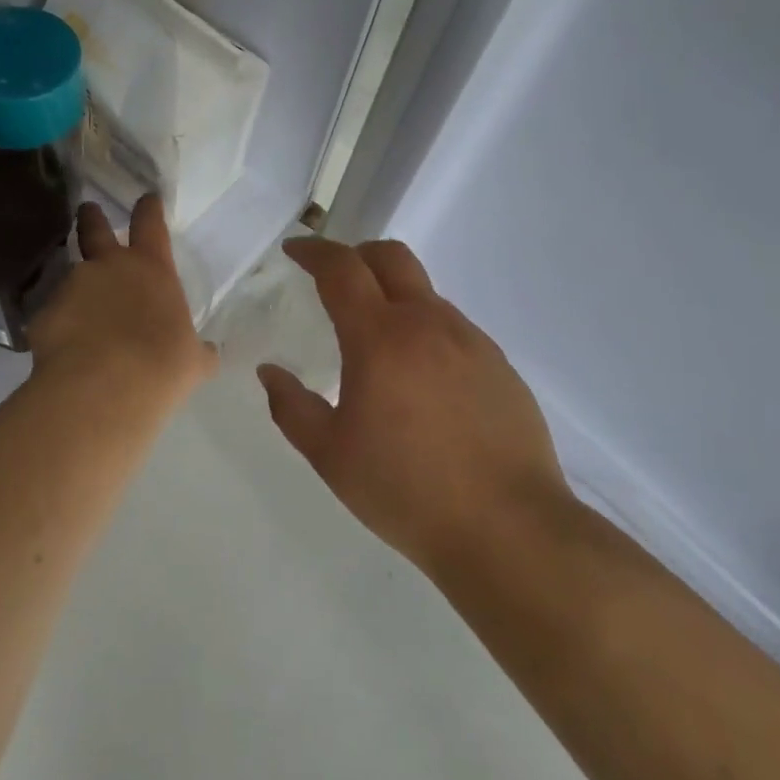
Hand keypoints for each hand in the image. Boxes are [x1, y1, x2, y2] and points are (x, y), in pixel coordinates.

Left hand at [29, 196, 217, 411]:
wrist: (103, 387)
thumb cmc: (161, 366)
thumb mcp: (191, 361)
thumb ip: (198, 352)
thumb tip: (207, 354)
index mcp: (151, 269)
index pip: (150, 223)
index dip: (148, 208)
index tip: (146, 199)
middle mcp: (108, 266)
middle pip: (94, 227)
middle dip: (91, 217)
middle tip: (87, 211)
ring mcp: (72, 286)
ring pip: (71, 274)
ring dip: (77, 287)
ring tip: (80, 312)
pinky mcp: (44, 313)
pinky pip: (53, 315)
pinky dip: (60, 325)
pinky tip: (65, 349)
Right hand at [258, 237, 569, 573]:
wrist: (509, 530)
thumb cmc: (406, 491)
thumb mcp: (330, 455)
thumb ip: (291, 407)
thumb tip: (270, 372)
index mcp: (380, 338)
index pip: (342, 269)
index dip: (313, 251)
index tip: (294, 250)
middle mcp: (428, 324)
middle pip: (391, 256)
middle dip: (356, 254)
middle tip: (334, 278)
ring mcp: (471, 341)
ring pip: (424, 293)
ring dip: (392, 296)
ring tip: (376, 342)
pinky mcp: (499, 365)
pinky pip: (452, 328)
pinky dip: (424, 329)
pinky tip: (420, 378)